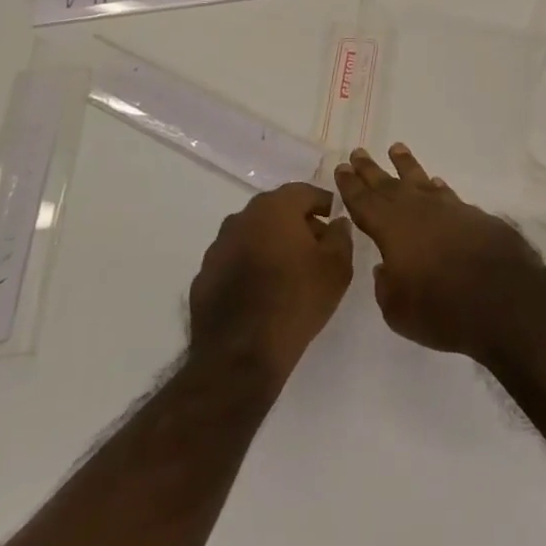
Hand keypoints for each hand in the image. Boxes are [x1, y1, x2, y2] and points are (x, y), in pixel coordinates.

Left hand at [188, 181, 352, 386]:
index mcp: (274, 208)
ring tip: (290, 272)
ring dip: (271, 244)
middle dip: (298, 223)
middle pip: (276, 211)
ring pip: (253, 235)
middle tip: (317, 247)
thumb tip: (337, 223)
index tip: (335, 219)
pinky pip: (235, 261)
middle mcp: (241, 218)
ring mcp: (218, 247)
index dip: (324, 203)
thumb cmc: (296, 300)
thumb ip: (341, 237)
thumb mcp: (337, 268)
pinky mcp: (204, 276)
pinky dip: (250, 267)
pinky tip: (262, 292)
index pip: (304, 191)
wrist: (241, 354)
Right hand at [332, 144, 542, 360]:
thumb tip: (387, 268)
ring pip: (420, 181)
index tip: (342, 168)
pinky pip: (447, 194)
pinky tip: (435, 183)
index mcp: (392, 229)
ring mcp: (448, 209)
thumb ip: (387, 286)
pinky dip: (437, 187)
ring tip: (396, 149)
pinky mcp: (473, 216)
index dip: (351, 186)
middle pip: (388, 185)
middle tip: (358, 152)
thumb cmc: (443, 309)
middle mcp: (417, 210)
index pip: (364, 202)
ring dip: (406, 165)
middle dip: (371, 170)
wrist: (505, 298)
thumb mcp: (399, 311)